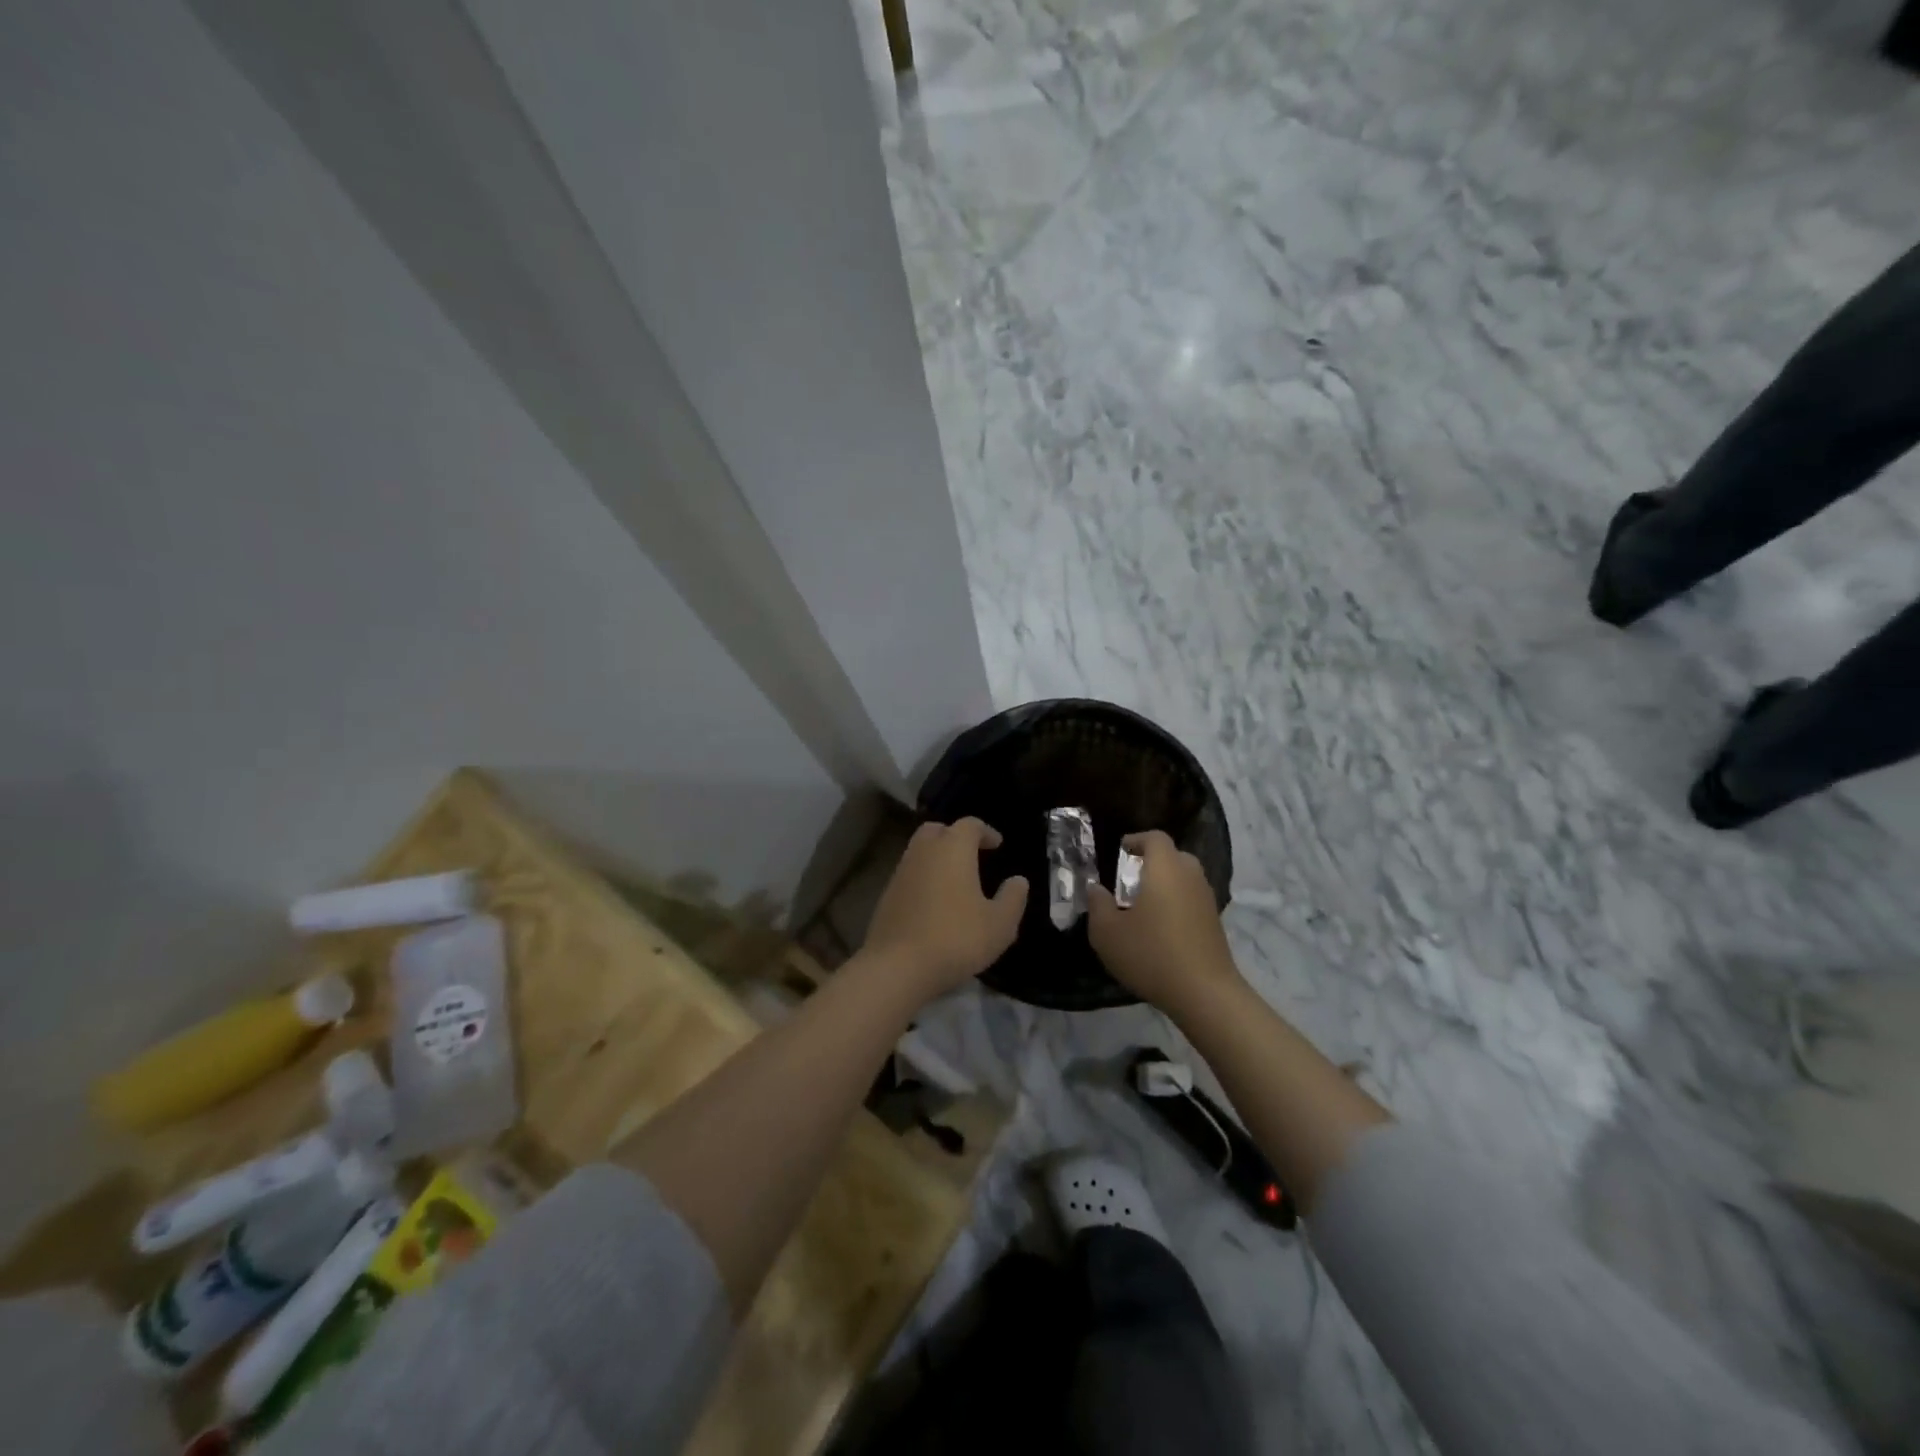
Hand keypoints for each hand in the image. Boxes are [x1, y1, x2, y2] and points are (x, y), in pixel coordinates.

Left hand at [862, 818, 1028, 1002]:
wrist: (897, 967)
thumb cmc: (956, 938)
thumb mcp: (1000, 924)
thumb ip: (1013, 898)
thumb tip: (1018, 880)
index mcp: (953, 848)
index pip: (970, 825)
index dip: (986, 832)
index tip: (997, 845)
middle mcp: (924, 851)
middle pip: (938, 830)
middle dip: (956, 837)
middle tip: (973, 855)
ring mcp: (901, 872)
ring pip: (920, 851)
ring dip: (938, 857)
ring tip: (956, 880)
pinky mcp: (886, 894)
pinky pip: (910, 874)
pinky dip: (924, 878)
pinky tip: (935, 902)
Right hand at [1088, 830, 1239, 1016]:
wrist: (1204, 992)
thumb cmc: (1151, 954)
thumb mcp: (1107, 933)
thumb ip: (1098, 905)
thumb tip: (1096, 889)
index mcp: (1165, 869)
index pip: (1155, 838)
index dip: (1137, 839)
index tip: (1121, 850)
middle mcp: (1190, 877)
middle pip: (1174, 856)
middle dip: (1152, 861)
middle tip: (1130, 878)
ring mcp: (1207, 900)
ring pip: (1185, 878)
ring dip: (1166, 883)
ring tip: (1143, 905)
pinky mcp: (1215, 922)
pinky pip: (1192, 899)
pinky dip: (1177, 903)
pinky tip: (1161, 928)